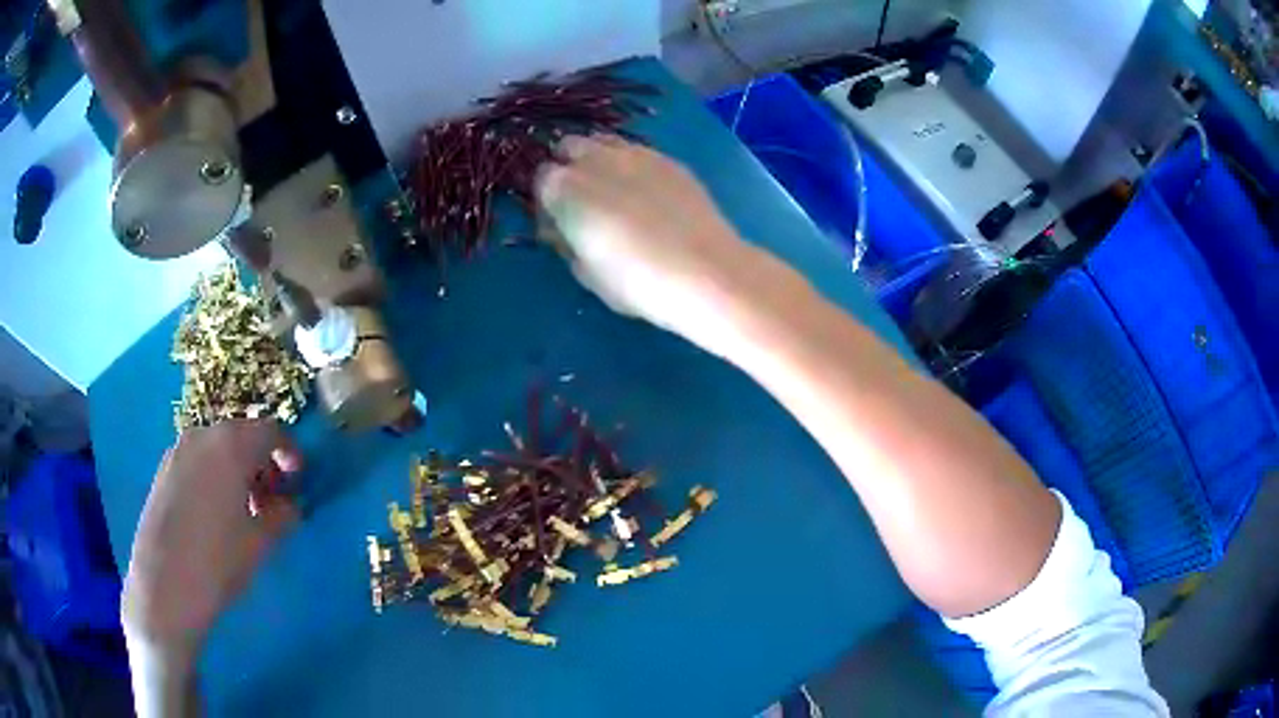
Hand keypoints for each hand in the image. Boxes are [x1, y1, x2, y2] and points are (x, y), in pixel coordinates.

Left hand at [122, 420, 301, 654]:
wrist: (164, 584)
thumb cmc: (218, 561)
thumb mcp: (260, 543)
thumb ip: (282, 516)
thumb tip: (290, 505)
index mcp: (231, 445)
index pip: (270, 431)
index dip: (289, 453)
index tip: (298, 480)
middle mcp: (202, 436)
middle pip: (242, 435)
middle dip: (262, 462)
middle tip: (272, 500)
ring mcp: (178, 451)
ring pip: (217, 448)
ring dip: (237, 469)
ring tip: (243, 510)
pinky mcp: (163, 470)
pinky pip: (197, 461)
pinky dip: (214, 475)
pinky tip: (214, 514)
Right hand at [536, 135, 781, 349]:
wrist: (705, 272)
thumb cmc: (636, 282)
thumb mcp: (585, 273)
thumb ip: (565, 243)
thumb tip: (560, 229)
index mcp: (564, 188)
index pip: (540, 180)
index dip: (546, 201)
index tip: (558, 223)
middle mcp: (595, 159)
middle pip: (568, 148)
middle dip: (568, 168)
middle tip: (582, 201)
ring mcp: (635, 153)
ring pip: (603, 142)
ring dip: (598, 159)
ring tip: (614, 192)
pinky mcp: (668, 159)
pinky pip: (637, 151)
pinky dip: (631, 165)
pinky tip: (647, 193)